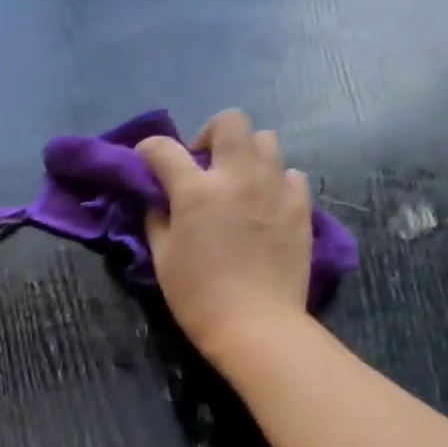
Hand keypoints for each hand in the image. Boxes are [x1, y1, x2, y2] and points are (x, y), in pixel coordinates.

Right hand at [137, 109, 313, 367]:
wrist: (255, 325)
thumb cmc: (198, 297)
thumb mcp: (163, 259)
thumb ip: (157, 220)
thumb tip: (158, 200)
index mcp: (196, 191)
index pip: (164, 150)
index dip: (149, 150)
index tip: (146, 160)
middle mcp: (238, 177)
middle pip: (230, 121)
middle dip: (210, 134)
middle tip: (203, 164)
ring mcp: (274, 187)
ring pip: (265, 140)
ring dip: (245, 153)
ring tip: (237, 182)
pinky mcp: (301, 205)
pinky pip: (289, 174)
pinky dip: (274, 180)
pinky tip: (265, 204)